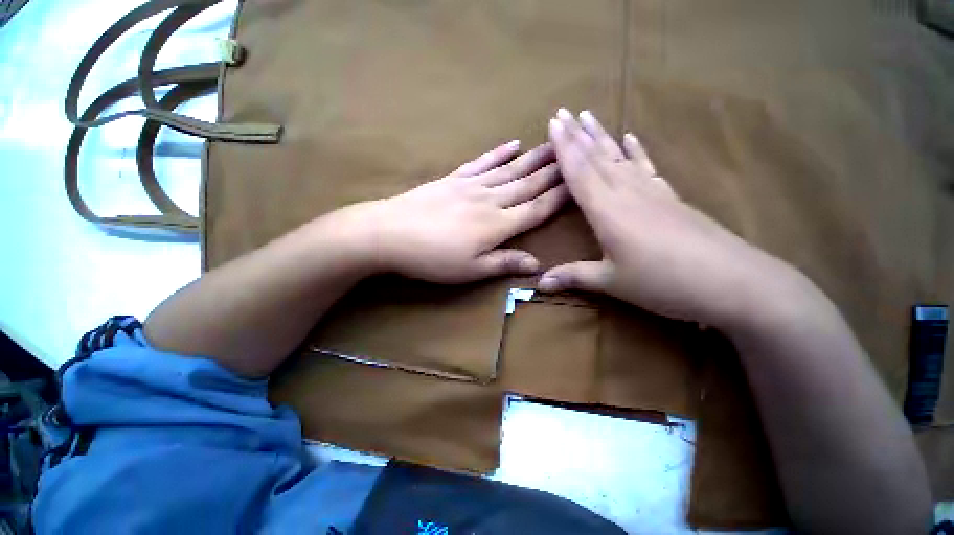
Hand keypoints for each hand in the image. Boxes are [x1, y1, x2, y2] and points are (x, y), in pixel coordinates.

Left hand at [345, 141, 568, 283]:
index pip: (537, 209)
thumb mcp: (470, 270)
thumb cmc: (432, 258)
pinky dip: (498, 153)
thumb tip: (537, 265)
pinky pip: (482, 163)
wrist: (389, 233)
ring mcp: (471, 185)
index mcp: (498, 225)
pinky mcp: (454, 179)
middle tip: (576, 153)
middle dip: (553, 171)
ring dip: (533, 158)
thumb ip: (504, 263)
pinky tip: (512, 144)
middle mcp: (490, 200)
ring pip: (509, 170)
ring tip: (553, 144)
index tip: (579, 183)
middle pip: (528, 184)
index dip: (559, 197)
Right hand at [539, 109, 795, 327]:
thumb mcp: (612, 282)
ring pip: (620, 157)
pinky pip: (647, 168)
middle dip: (577, 135)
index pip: (579, 172)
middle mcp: (627, 193)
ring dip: (601, 136)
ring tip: (588, 116)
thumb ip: (574, 277)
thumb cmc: (662, 282)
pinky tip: (631, 138)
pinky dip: (637, 152)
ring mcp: (652, 192)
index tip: (552, 123)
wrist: (731, 282)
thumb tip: (540, 283)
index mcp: (607, 211)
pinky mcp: (670, 198)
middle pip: (597, 158)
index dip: (564, 148)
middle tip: (562, 112)